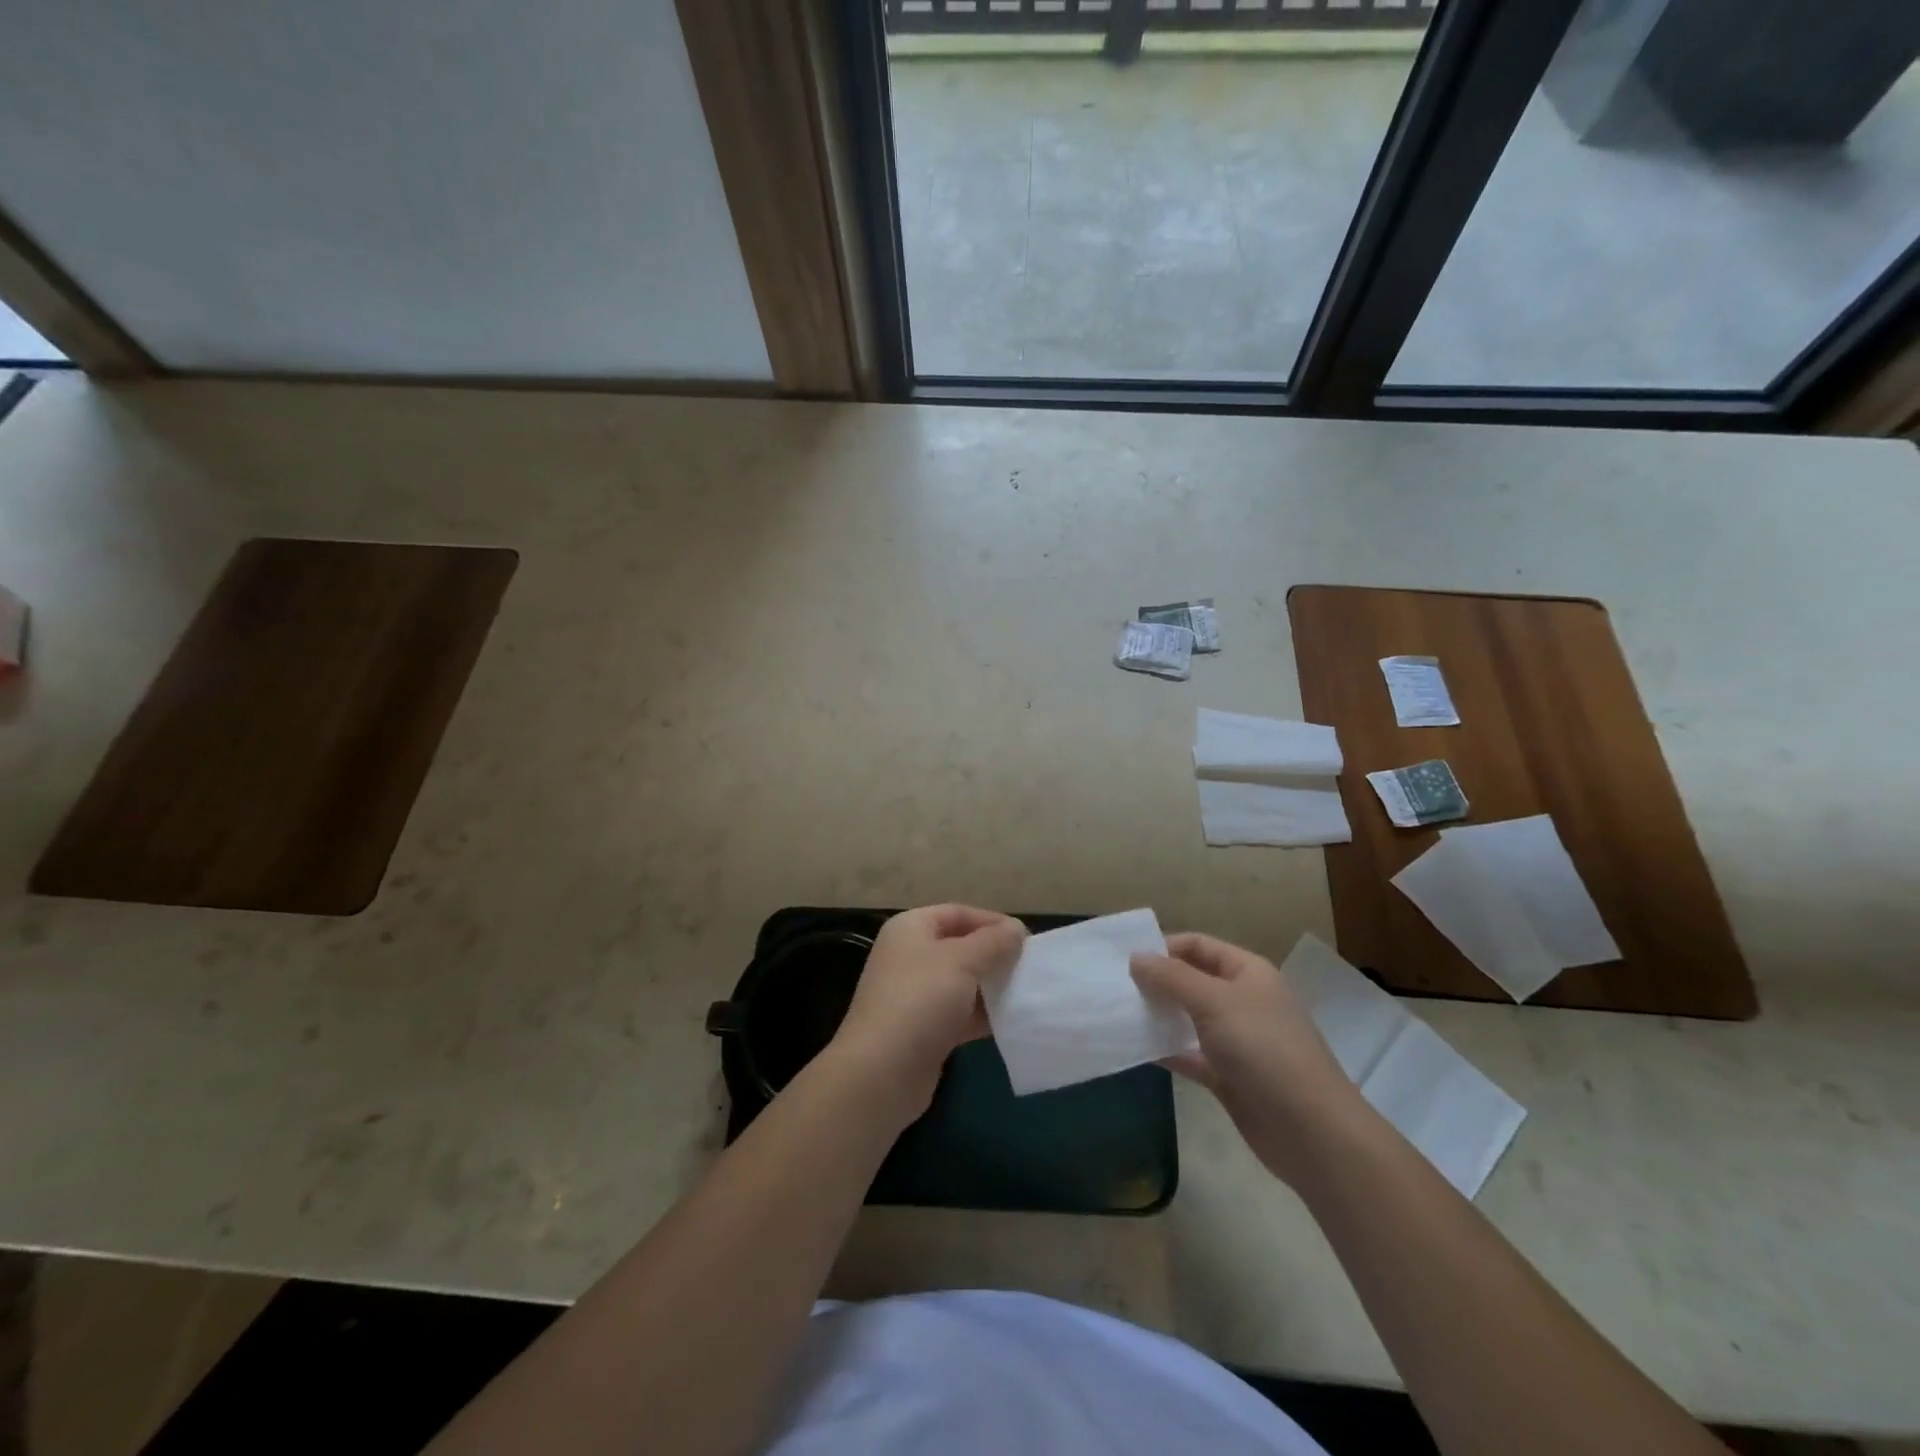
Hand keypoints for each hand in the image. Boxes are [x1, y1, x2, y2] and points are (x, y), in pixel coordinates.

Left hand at [826, 904, 1026, 1123]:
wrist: (881, 1073)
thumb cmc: (920, 1001)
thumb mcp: (962, 961)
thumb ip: (993, 942)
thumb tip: (1016, 928)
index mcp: (911, 928)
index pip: (958, 913)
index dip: (993, 922)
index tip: (1027, 940)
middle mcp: (910, 956)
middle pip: (961, 947)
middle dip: (995, 956)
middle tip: (1031, 968)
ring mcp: (915, 995)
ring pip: (963, 982)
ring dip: (992, 988)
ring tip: (1027, 994)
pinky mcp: (923, 1029)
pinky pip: (960, 1013)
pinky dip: (983, 1016)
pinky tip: (1011, 1022)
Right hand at [1132, 932, 1365, 1184]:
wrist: (1310, 1131)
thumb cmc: (1264, 1050)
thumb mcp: (1215, 1002)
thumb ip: (1171, 977)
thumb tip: (1135, 958)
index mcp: (1247, 972)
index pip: (1198, 946)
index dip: (1163, 947)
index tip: (1124, 960)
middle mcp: (1242, 1000)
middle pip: (1191, 980)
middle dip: (1156, 982)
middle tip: (1114, 987)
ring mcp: (1236, 1040)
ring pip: (1187, 1019)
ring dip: (1158, 1016)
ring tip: (1117, 1014)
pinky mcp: (1227, 1076)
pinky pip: (1189, 1055)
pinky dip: (1166, 1050)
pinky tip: (1135, 1049)